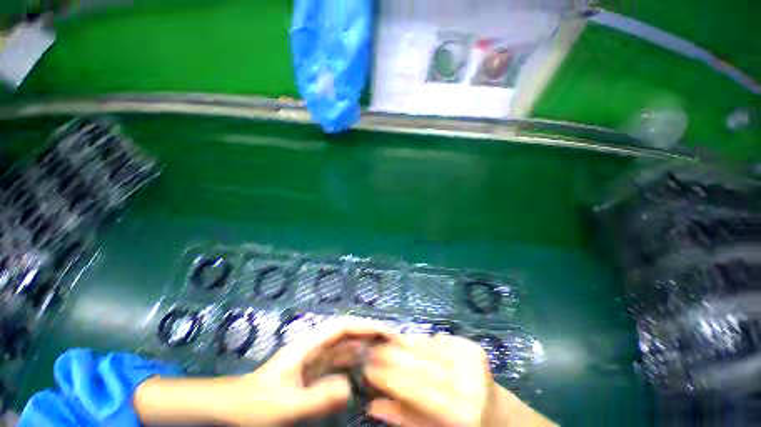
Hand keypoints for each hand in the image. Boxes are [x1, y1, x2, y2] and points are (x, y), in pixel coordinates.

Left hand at [226, 320, 392, 425]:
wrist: (234, 409)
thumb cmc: (255, 404)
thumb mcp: (284, 405)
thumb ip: (316, 398)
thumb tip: (349, 388)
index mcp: (309, 345)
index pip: (343, 326)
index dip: (364, 325)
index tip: (385, 333)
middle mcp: (316, 347)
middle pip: (348, 333)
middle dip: (369, 334)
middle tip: (393, 343)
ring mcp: (315, 359)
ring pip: (346, 347)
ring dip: (365, 347)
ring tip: (386, 355)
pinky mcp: (315, 372)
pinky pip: (340, 363)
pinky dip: (355, 363)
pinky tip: (366, 371)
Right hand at [364, 334, 496, 426]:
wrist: (497, 413)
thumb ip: (406, 418)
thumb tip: (373, 405)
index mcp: (461, 416)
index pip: (417, 391)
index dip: (390, 377)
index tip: (368, 367)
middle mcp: (469, 385)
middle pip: (422, 364)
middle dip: (393, 355)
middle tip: (373, 350)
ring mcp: (473, 362)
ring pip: (429, 347)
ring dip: (404, 344)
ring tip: (386, 344)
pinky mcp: (474, 347)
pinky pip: (439, 338)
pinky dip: (423, 340)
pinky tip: (413, 344)